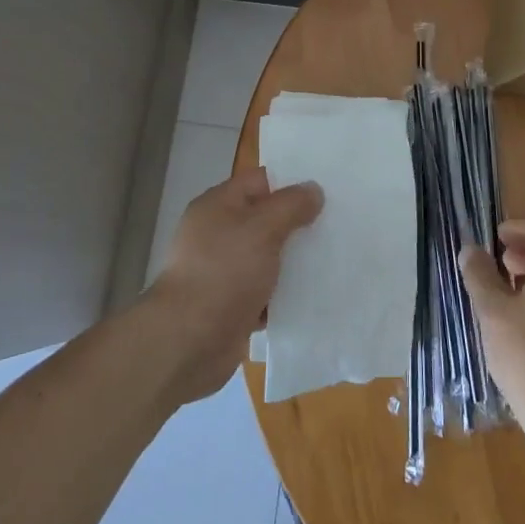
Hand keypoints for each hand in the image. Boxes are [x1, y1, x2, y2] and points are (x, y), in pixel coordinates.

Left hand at [144, 168, 321, 403]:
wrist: (188, 342)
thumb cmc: (224, 272)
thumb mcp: (262, 228)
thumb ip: (290, 205)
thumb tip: (313, 189)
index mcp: (217, 205)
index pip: (260, 181)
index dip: (292, 184)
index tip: (327, 192)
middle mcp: (217, 234)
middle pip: (264, 219)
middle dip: (297, 224)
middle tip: (336, 226)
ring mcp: (221, 271)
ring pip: (266, 258)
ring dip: (292, 262)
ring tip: (332, 261)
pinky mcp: (229, 305)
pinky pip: (263, 292)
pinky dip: (282, 295)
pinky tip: (312, 296)